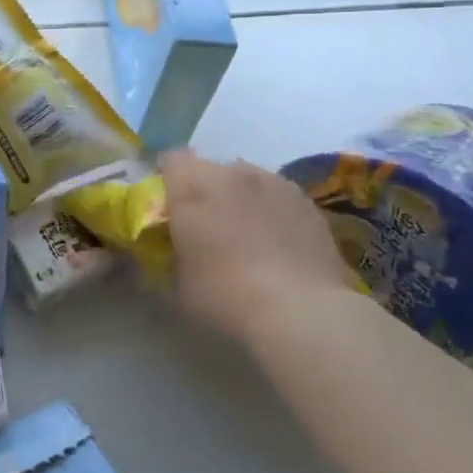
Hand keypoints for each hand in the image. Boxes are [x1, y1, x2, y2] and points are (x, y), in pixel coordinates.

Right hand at [161, 150, 357, 344]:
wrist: (300, 312)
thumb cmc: (225, 296)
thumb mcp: (176, 285)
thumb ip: (167, 255)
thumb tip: (167, 250)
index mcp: (192, 187)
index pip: (171, 160)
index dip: (167, 180)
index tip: (168, 206)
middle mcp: (231, 173)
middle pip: (209, 168)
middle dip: (203, 189)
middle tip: (204, 224)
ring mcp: (273, 182)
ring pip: (244, 178)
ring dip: (238, 196)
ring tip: (244, 232)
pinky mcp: (305, 200)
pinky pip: (275, 195)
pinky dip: (269, 209)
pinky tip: (275, 242)